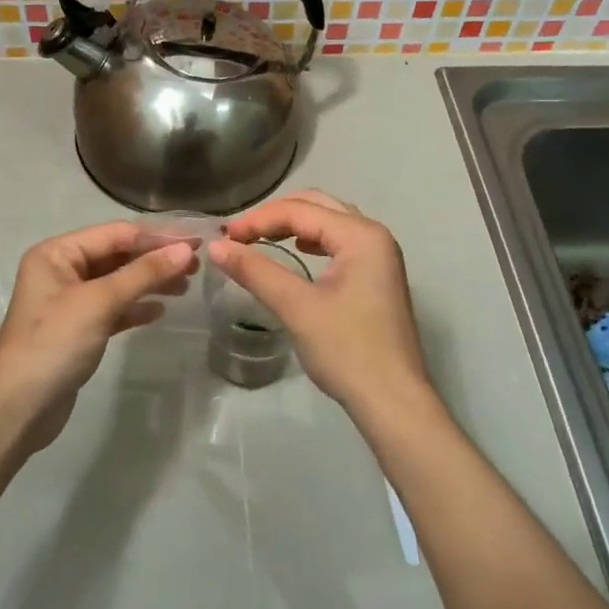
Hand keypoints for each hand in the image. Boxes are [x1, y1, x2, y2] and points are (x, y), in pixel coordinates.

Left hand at [0, 222, 193, 447]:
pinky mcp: (77, 330)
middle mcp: (61, 270)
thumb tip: (185, 250)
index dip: (157, 237)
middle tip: (196, 266)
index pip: (115, 234)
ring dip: (149, 282)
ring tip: (186, 287)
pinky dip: (135, 307)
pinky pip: (112, 308)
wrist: (19, 407)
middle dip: (155, 259)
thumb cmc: (55, 343)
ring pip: (117, 282)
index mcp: (57, 253)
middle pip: (117, 255)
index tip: (196, 242)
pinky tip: (160, 311)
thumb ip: (143, 274)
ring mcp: (68, 301)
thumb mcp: (99, 302)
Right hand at [209, 191, 434, 421]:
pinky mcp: (376, 278)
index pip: (300, 210)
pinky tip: (296, 252)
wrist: (392, 401)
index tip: (224, 238)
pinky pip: (339, 243)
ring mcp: (380, 257)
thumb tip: (215, 247)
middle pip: (318, 206)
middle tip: (239, 235)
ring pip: (330, 223)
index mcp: (361, 235)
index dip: (258, 219)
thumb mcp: (296, 307)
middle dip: (275, 215)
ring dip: (293, 225)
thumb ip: (255, 271)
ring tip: (259, 239)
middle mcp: (375, 236)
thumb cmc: (347, 350)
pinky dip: (312, 241)